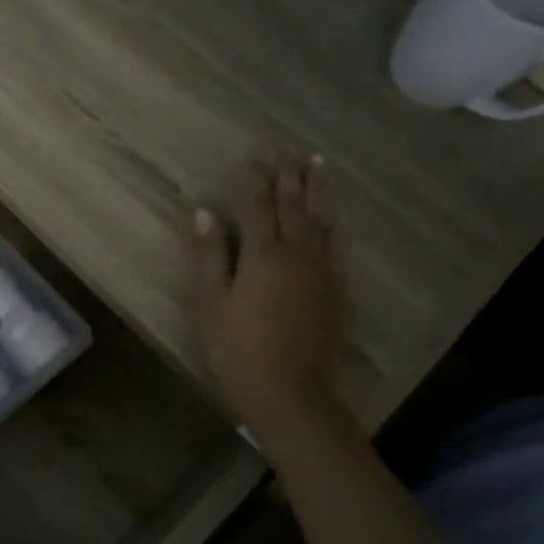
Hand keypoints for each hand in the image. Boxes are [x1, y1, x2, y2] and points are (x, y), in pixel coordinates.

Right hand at [189, 152, 350, 438]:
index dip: (252, 180)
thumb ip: (209, 255)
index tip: (251, 156)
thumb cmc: (238, 350)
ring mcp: (323, 271)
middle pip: (293, 206)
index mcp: (262, 255)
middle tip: (287, 149)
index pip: (257, 206)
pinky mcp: (338, 291)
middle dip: (288, 175)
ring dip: (317, 189)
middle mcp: (298, 253)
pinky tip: (337, 215)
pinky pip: (340, 246)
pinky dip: (338, 224)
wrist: (292, 394)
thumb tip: (203, 212)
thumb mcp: (211, 303)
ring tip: (317, 164)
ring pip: (321, 220)